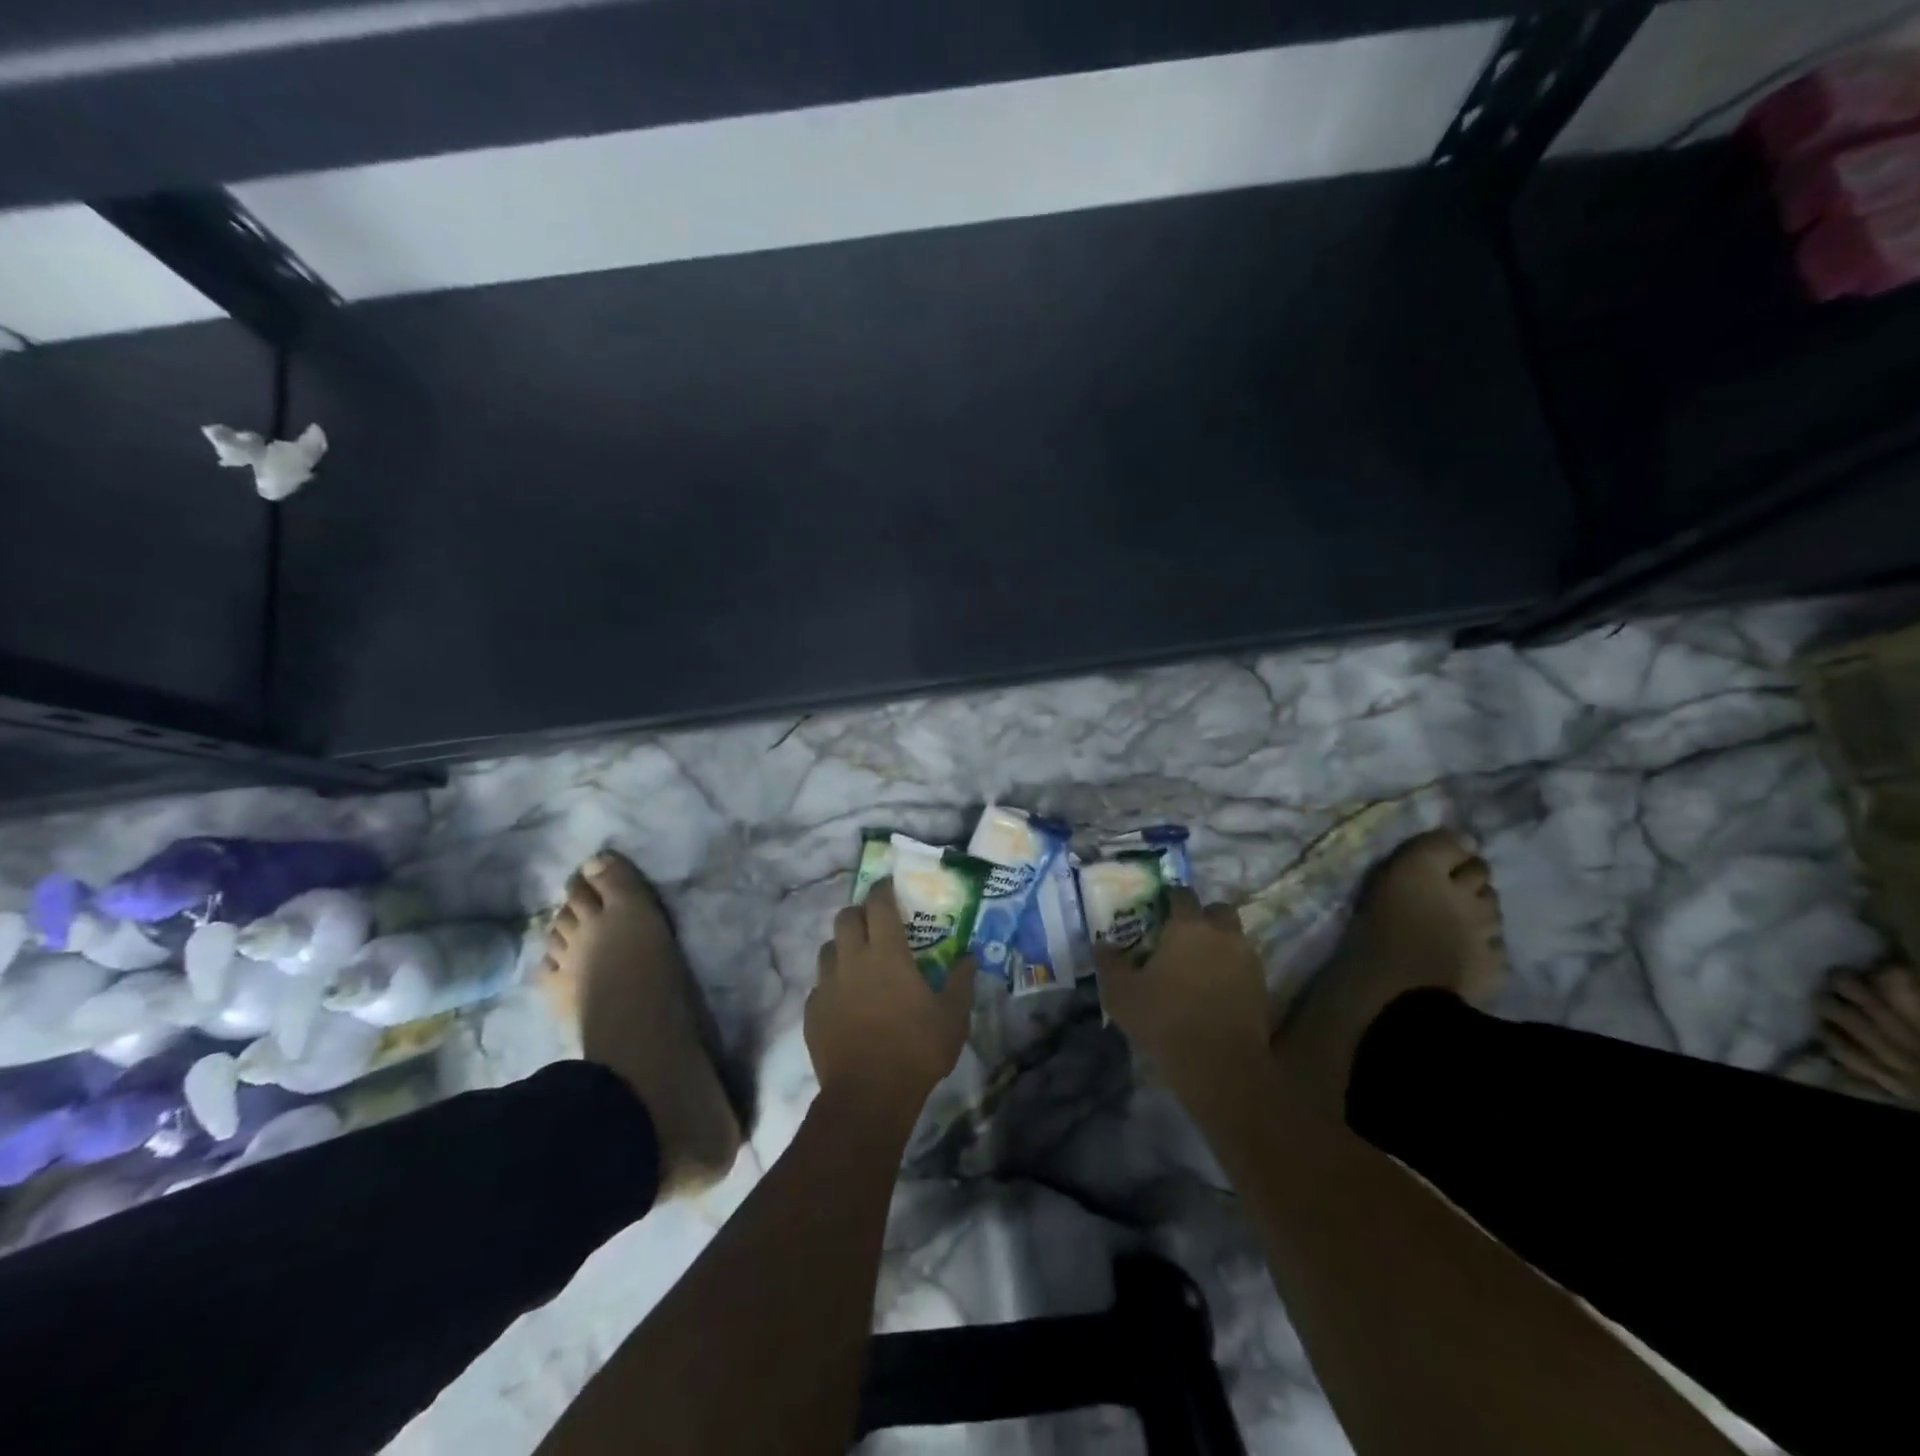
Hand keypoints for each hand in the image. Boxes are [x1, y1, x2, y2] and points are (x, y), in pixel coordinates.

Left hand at [807, 879, 977, 1113]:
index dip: (882, 890)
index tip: (887, 885)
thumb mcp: (953, 1017)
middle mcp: (852, 960)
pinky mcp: (812, 1012)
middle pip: (845, 918)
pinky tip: (844, 1001)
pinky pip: (819, 986)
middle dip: (858, 913)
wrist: (867, 1095)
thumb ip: (961, 983)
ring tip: (857, 961)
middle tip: (873, 923)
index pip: (879, 905)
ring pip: (827, 949)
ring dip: (842, 946)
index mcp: (887, 954)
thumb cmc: (916, 1050)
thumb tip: (969, 958)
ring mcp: (827, 986)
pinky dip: (831, 984)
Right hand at [1096, 888, 1267, 1084]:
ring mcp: (1247, 959)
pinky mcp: (1262, 986)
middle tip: (1184, 936)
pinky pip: (1245, 964)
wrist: (1220, 1065)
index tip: (1159, 910)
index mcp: (1187, 926)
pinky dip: (1232, 969)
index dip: (1170, 898)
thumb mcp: (1121, 993)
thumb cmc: (1165, 1019)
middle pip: (1218, 910)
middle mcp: (1221, 933)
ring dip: (1220, 943)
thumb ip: (1109, 963)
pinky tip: (1215, 989)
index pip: (1182, 894)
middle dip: (1204, 916)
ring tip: (1200, 966)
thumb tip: (1102, 945)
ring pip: (1235, 937)